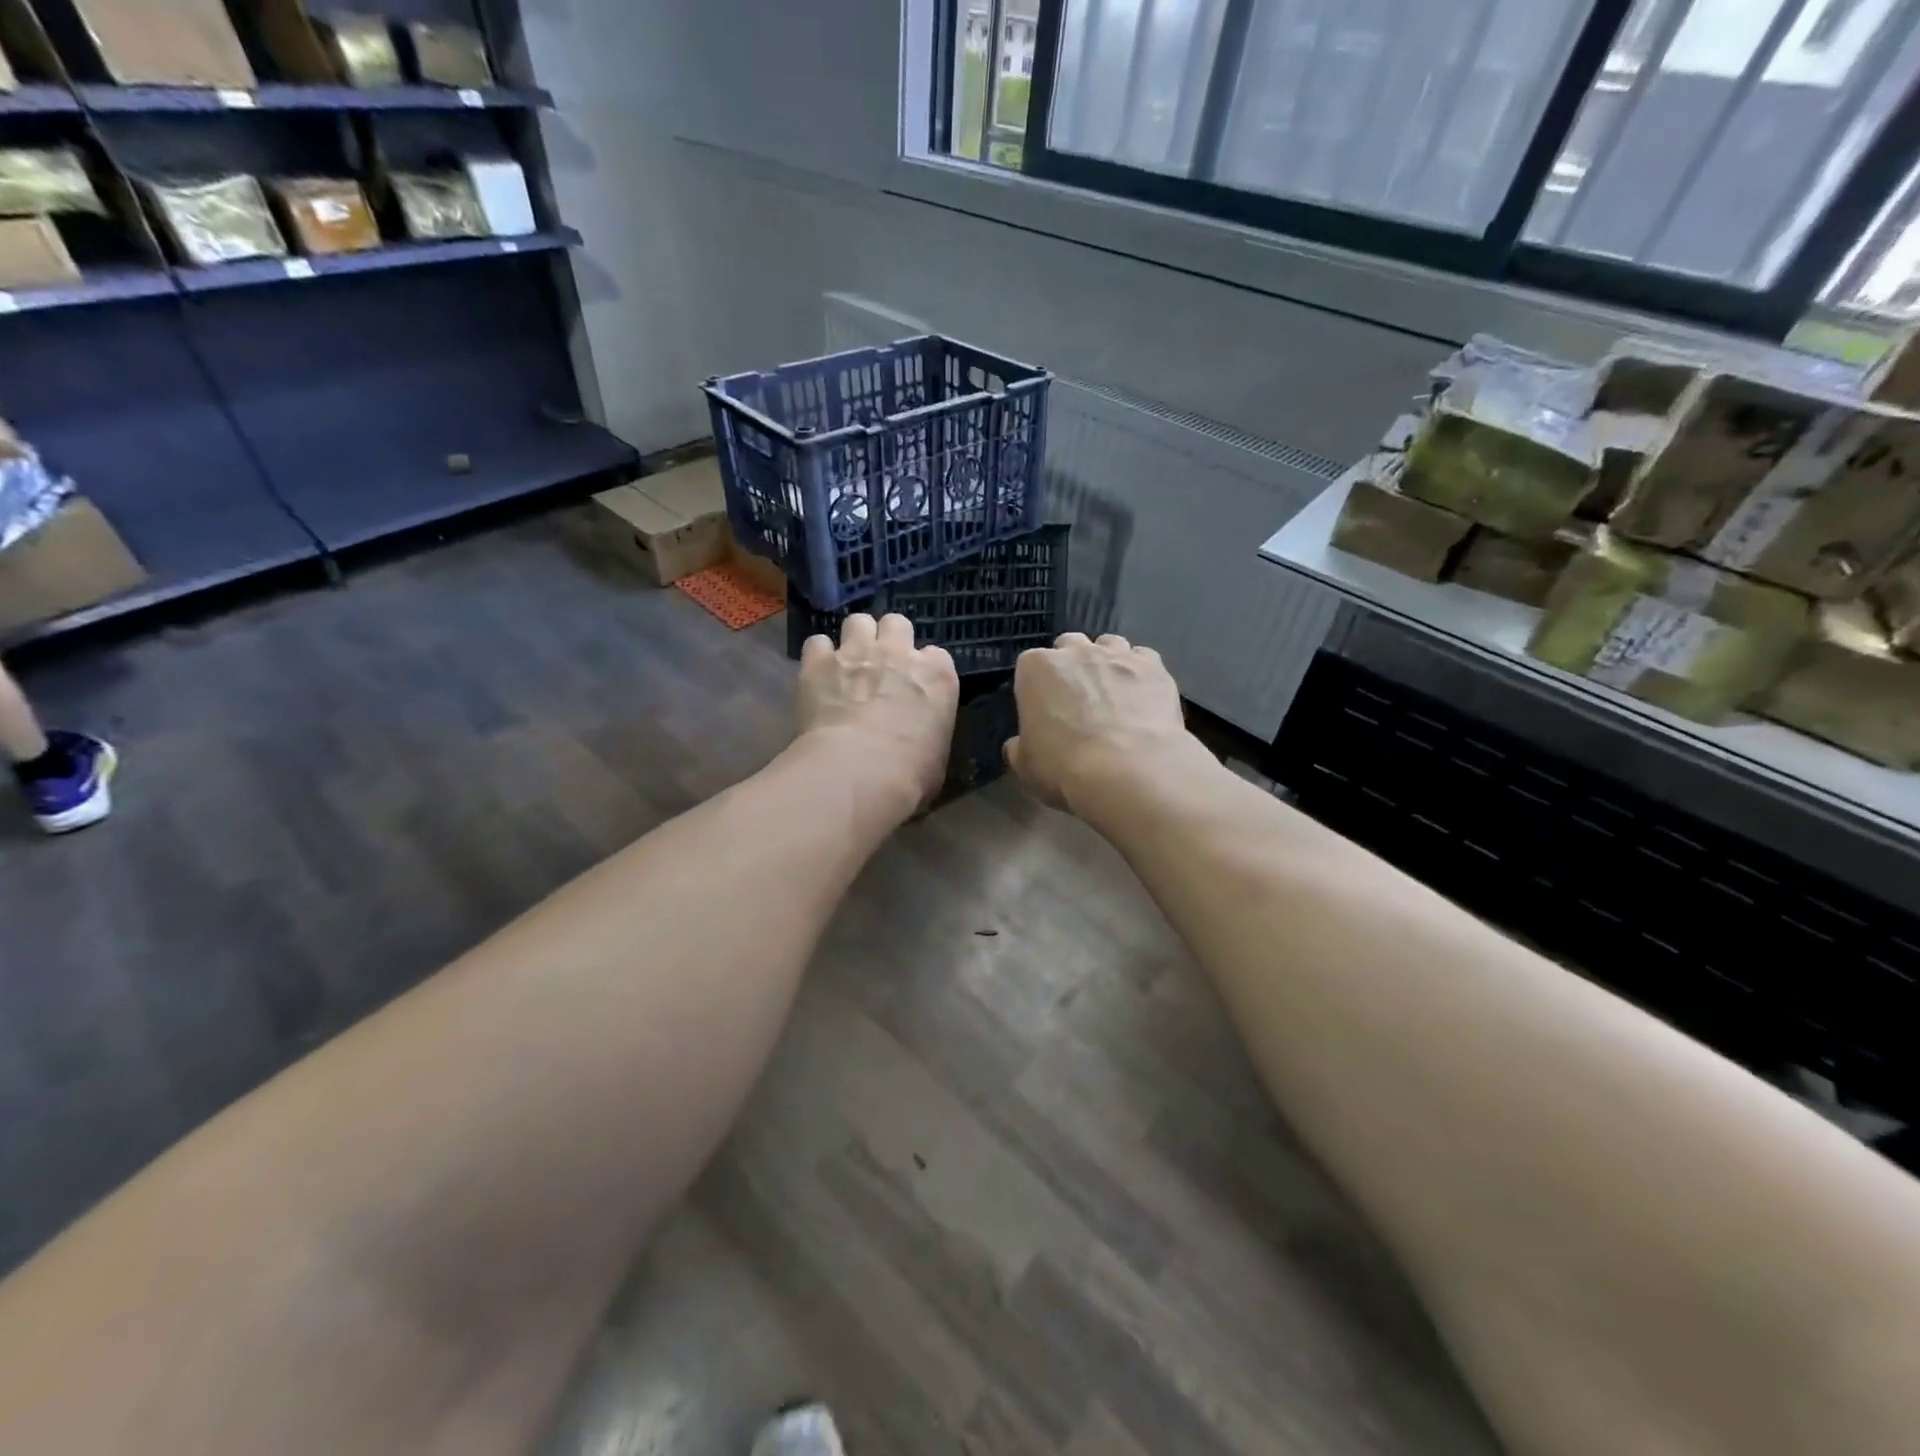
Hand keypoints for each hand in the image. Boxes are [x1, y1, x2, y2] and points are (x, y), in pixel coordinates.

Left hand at [798, 614, 958, 808]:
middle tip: (881, 664)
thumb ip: (928, 734)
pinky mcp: (818, 663)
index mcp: (937, 676)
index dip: (924, 668)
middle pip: (897, 624)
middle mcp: (899, 654)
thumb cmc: (909, 774)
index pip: (936, 656)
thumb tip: (919, 743)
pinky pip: (817, 643)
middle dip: (889, 639)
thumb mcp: (936, 756)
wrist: (859, 771)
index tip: (915, 686)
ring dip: (854, 638)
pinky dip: (818, 656)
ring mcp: (857, 653)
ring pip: (858, 621)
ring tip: (848, 663)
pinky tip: (817, 675)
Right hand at [1005, 632, 1203, 812]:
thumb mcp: (1025, 766)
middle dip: (1072, 666)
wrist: (1128, 770)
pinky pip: (1143, 658)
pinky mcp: (1153, 666)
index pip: (1030, 665)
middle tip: (1078, 700)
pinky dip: (1140, 673)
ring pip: (1109, 644)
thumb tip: (1018, 745)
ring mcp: (1118, 654)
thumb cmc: (1064, 767)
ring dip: (1107, 663)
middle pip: (1070, 646)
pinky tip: (1142, 697)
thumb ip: (1019, 748)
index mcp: (1036, 669)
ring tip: (1113, 694)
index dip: (1037, 687)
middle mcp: (1076, 651)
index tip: (1043, 710)